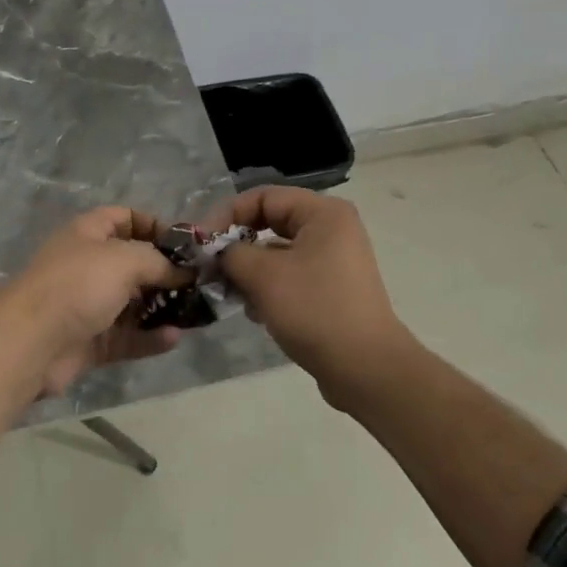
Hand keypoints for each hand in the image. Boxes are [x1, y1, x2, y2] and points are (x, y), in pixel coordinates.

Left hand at [0, 207, 188, 396]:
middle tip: (198, 284)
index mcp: (88, 233)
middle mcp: (87, 265)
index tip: (185, 246)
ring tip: (194, 314)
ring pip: (132, 303)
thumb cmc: (77, 285)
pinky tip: (174, 338)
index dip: (155, 226)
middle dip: (165, 272)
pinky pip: (126, 337)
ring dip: (162, 307)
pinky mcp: (89, 342)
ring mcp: (87, 305)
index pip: (125, 217)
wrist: (29, 342)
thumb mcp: (125, 259)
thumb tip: (184, 272)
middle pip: (132, 263)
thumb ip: (159, 262)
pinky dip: (149, 338)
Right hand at [206, 187, 415, 400]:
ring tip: (231, 293)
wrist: (366, 370)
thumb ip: (231, 253)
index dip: (227, 214)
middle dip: (237, 245)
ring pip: (277, 253)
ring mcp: (334, 261)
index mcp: (323, 213)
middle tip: (210, 267)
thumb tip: (216, 252)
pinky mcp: (332, 290)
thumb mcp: (263, 276)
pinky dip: (268, 288)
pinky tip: (254, 312)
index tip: (201, 243)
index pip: (262, 197)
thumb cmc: (314, 310)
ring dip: (250, 270)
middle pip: (270, 223)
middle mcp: (331, 229)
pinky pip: (290, 276)